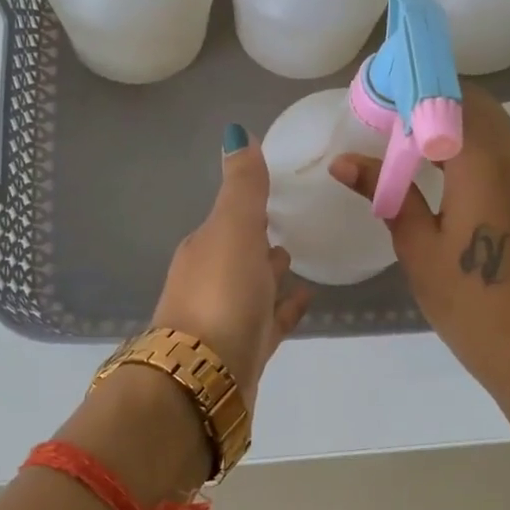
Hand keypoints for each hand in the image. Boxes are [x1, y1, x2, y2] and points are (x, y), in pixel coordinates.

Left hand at [153, 124, 312, 414]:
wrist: (204, 377)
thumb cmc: (220, 293)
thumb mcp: (233, 228)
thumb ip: (242, 185)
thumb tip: (236, 132)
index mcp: (204, 249)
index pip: (227, 219)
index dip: (247, 206)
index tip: (272, 193)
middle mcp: (209, 281)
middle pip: (238, 252)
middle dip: (257, 238)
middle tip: (288, 225)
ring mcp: (226, 319)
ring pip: (252, 287)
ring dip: (269, 272)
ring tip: (296, 257)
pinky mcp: (245, 351)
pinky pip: (270, 321)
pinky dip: (285, 308)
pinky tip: (306, 299)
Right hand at [331, 85, 509, 404]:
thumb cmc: (467, 301)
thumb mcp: (417, 246)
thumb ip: (386, 192)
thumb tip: (343, 161)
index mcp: (486, 166)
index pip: (451, 101)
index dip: (415, 91)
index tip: (381, 99)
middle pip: (478, 106)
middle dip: (434, 103)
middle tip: (392, 122)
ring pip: (495, 128)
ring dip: (456, 125)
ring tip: (412, 146)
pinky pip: (508, 153)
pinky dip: (476, 147)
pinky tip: (446, 173)